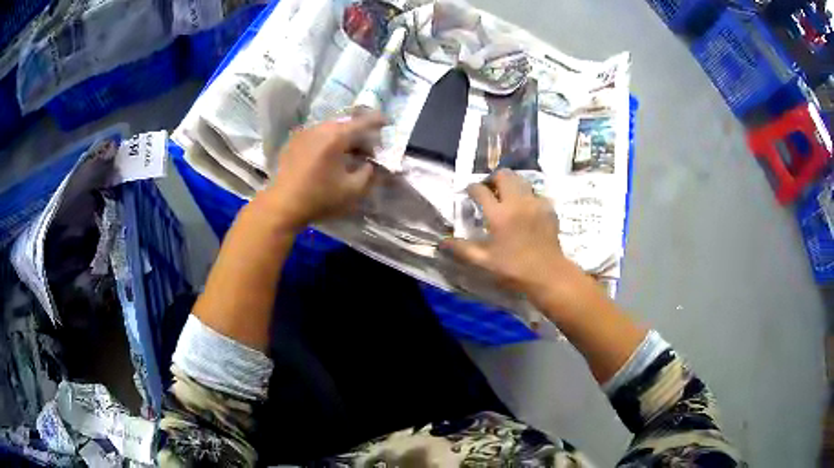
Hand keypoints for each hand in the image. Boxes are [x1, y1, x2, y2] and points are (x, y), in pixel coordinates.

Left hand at [260, 112, 384, 228]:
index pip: (363, 122)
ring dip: (343, 138)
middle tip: (368, 149)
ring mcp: (305, 133)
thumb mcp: (353, 190)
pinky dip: (328, 141)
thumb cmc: (319, 197)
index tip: (387, 123)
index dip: (377, 121)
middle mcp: (320, 128)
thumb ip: (368, 173)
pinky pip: (317, 135)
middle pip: (346, 124)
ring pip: (331, 129)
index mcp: (336, 136)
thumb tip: (369, 164)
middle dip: (360, 134)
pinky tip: (329, 156)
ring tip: (349, 153)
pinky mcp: (294, 141)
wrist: (283, 205)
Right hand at [442, 170, 584, 306]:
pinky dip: (527, 196)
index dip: (472, 189)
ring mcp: (535, 203)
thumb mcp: (484, 261)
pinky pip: (535, 193)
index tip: (469, 193)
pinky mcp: (548, 208)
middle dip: (493, 179)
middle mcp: (517, 202)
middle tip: (489, 190)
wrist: (548, 274)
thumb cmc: (513, 269)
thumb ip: (462, 249)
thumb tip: (442, 242)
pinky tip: (525, 209)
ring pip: (521, 180)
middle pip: (503, 175)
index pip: (480, 190)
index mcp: (499, 214)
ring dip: (511, 184)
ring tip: (506, 196)